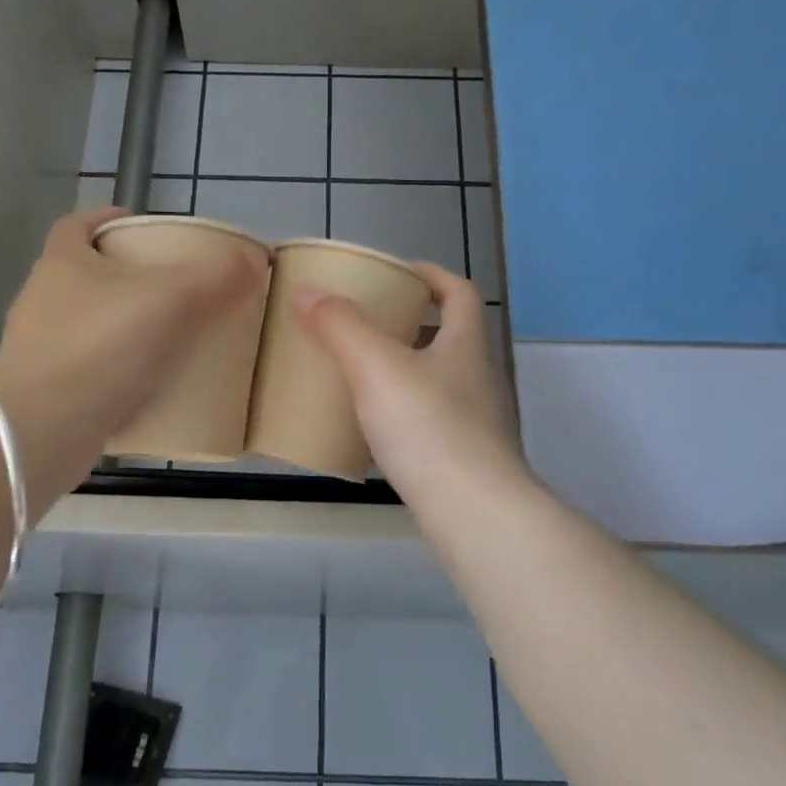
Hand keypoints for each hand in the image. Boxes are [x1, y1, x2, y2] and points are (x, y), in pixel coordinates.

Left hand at [0, 208, 267, 515]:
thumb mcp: (169, 300)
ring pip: (94, 327)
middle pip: (91, 276)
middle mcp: (45, 301)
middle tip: (179, 291)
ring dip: (129, 329)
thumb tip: (255, 259)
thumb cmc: (99, 347)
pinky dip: (124, 376)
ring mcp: (45, 350)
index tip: (146, 230)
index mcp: (62, 263)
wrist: (42, 430)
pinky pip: (96, 373)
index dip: (111, 219)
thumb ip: (216, 277)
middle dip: (131, 279)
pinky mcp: (54, 394)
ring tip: (176, 340)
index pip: (80, 224)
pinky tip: (157, 389)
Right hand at [293, 262, 530, 504]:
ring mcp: (476, 423)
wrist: (473, 513)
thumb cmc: (429, 428)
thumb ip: (341, 327)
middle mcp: (478, 379)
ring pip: (437, 384)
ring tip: (360, 378)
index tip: (399, 273)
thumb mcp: (376, 368)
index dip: (432, 276)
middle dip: (410, 326)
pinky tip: (371, 434)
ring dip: (404, 374)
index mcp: (465, 345)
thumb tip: (307, 290)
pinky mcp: (463, 461)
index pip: (459, 293)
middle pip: (448, 338)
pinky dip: (402, 419)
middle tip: (366, 327)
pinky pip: (429, 425)